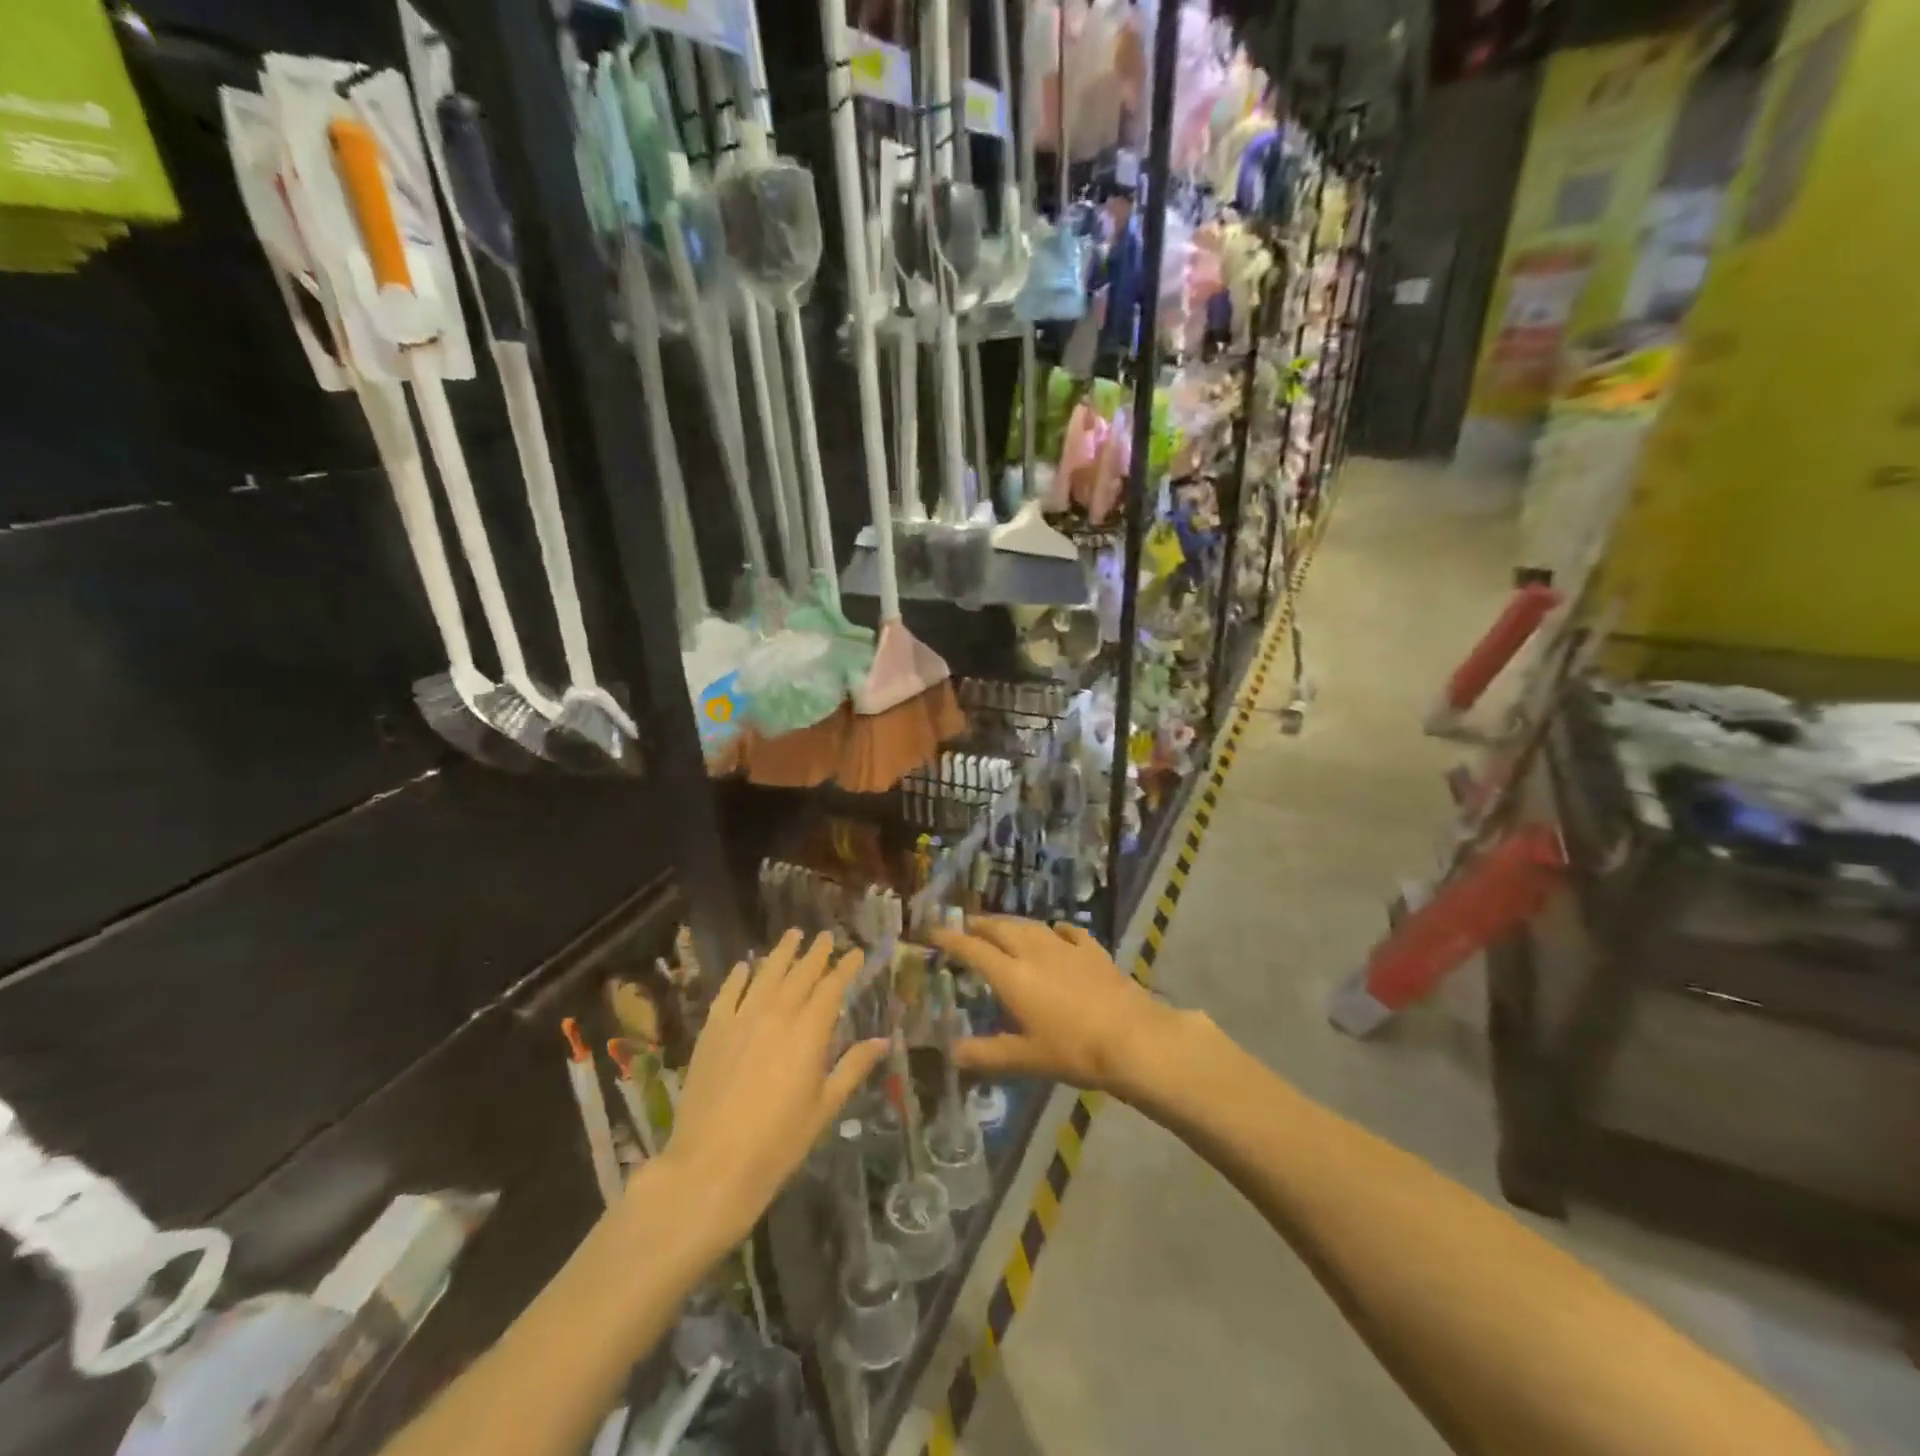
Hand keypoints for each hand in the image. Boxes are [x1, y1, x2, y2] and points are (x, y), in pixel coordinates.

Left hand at [655, 930, 884, 1250]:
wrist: (712, 1164)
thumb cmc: (778, 1141)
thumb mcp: (825, 1107)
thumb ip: (853, 1067)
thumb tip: (883, 1041)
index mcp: (809, 1031)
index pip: (832, 987)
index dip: (845, 967)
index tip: (855, 953)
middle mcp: (777, 1013)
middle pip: (800, 973)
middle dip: (815, 953)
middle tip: (825, 936)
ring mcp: (741, 1019)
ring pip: (765, 974)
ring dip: (781, 953)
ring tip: (793, 934)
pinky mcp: (712, 1031)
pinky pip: (728, 993)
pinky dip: (739, 976)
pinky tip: (745, 966)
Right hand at [929, 917, 1190, 1098]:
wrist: (1132, 1038)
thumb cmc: (1073, 1050)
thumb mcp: (1025, 1059)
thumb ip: (986, 1055)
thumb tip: (951, 1052)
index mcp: (1012, 976)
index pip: (973, 949)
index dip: (951, 939)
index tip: (932, 932)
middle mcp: (1034, 953)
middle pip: (1001, 929)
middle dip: (980, 924)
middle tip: (966, 925)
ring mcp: (1066, 948)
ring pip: (1031, 926)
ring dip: (1012, 923)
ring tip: (1001, 925)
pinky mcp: (1093, 951)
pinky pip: (1069, 932)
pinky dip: (1055, 929)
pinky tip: (1056, 931)